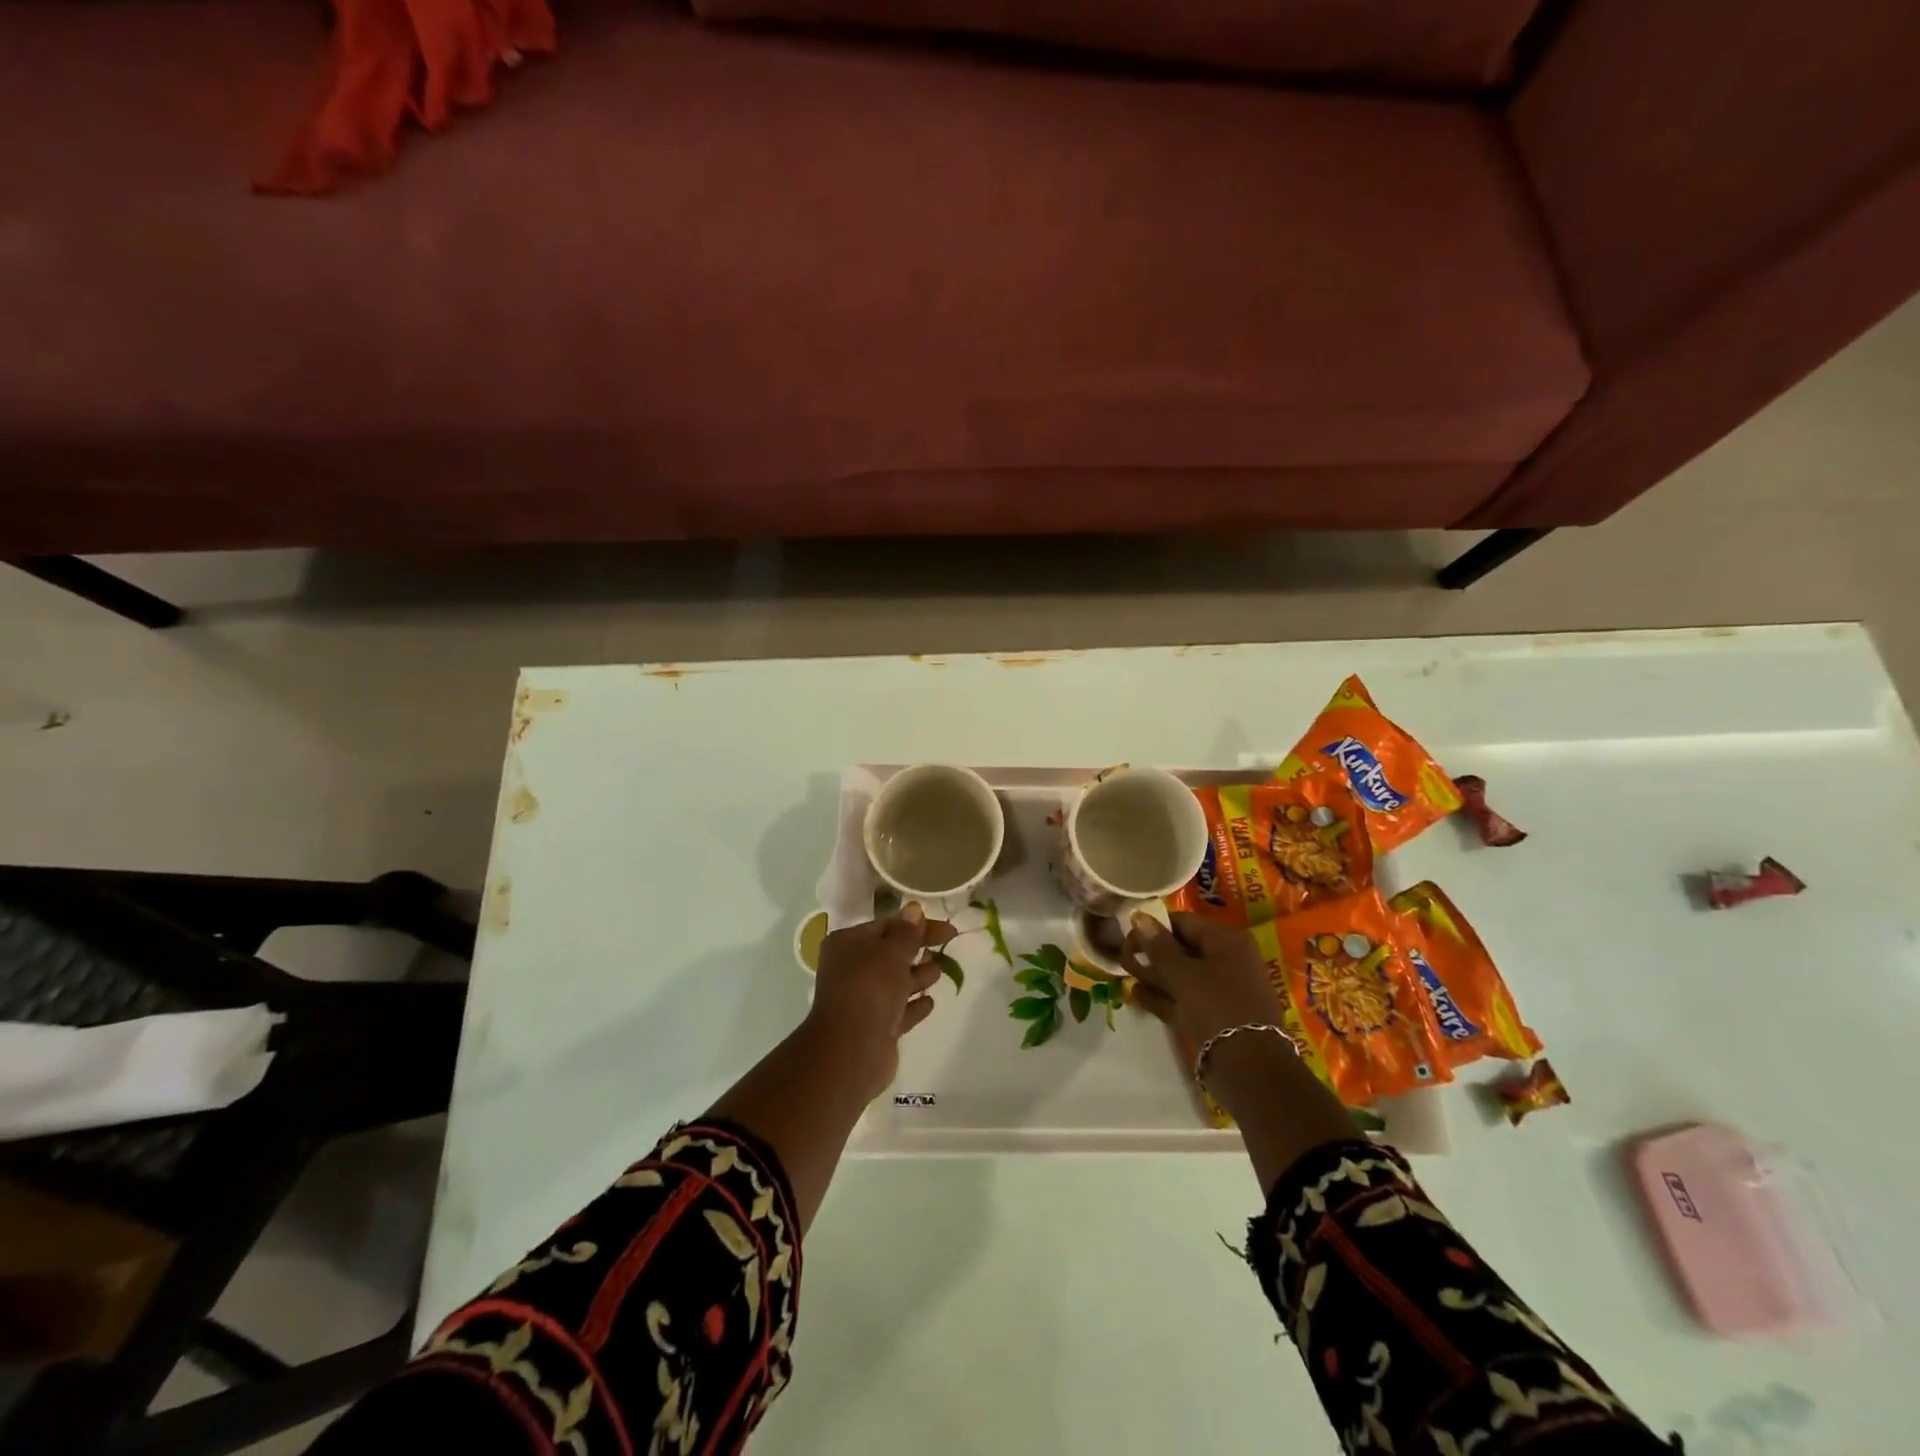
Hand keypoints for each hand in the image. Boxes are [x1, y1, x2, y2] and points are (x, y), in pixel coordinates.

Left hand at [804, 903, 954, 1102]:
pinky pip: (898, 1011)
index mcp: (847, 944)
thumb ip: (907, 932)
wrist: (851, 1050)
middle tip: (948, 944)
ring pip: (894, 983)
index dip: (916, 924)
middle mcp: (850, 969)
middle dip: (917, 949)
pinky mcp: (874, 1028)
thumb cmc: (870, 989)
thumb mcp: (892, 952)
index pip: (886, 925)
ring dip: (917, 976)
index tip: (946, 928)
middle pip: (890, 953)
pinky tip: (930, 1001)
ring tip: (939, 971)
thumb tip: (913, 909)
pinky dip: (913, 1005)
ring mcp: (861, 1001)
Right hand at [1123, 911, 1282, 1046]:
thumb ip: (1159, 946)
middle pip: (1182, 949)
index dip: (1153, 927)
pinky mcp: (1215, 1016)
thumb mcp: (1184, 974)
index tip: (1127, 938)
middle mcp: (1228, 961)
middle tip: (1124, 960)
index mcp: (1227, 942)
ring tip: (1126, 977)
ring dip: (1154, 977)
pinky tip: (1137, 997)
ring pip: (1182, 976)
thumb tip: (1139, 915)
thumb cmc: (1217, 1008)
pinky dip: (1163, 998)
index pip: (1183, 922)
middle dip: (1152, 954)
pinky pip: (1185, 999)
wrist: (1251, 1070)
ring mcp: (1222, 990)